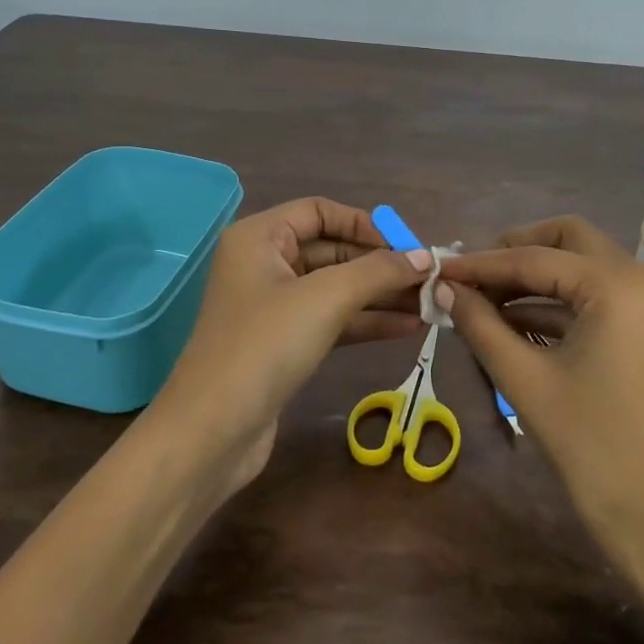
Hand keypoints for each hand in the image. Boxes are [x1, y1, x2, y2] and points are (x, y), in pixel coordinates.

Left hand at [156, 198, 432, 487]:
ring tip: (430, 304)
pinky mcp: (283, 343)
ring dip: (380, 295)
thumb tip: (426, 258)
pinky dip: (366, 322)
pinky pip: (332, 320)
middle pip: (331, 250)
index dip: (365, 224)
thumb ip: (378, 271)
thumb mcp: (326, 298)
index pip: (319, 211)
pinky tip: (408, 328)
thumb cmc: (265, 346)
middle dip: (380, 264)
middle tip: (430, 279)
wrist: (213, 431)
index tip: (408, 247)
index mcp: (259, 237)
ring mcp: (272, 306)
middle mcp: (263, 264)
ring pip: (335, 288)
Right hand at [438, 216, 643, 557]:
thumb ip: (480, 323)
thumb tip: (444, 289)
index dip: (482, 264)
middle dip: (516, 252)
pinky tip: (514, 319)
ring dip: (535, 279)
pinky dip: (559, 302)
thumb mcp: (524, 378)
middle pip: (569, 241)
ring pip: (584, 266)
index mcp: (620, 284)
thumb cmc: (589, 445)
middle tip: (471, 275)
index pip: (536, 258)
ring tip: (482, 300)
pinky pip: (599, 295)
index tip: (440, 269)